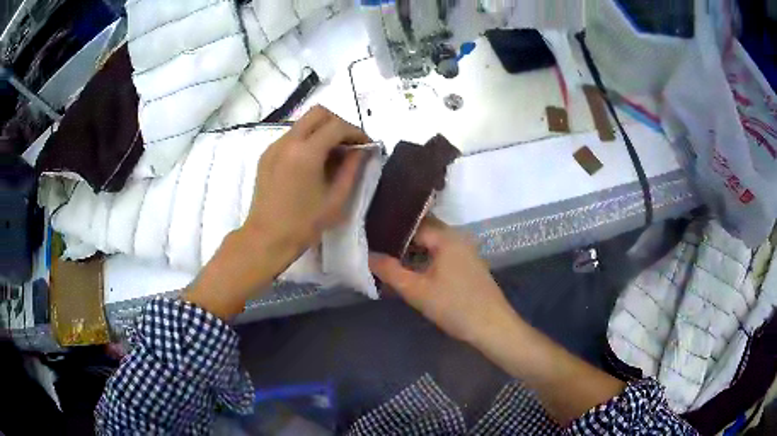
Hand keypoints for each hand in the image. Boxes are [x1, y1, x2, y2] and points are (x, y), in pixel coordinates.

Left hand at [185, 106, 368, 318]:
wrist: (265, 239)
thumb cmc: (303, 225)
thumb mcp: (336, 200)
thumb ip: (352, 170)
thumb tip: (362, 151)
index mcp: (306, 152)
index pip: (337, 126)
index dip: (356, 132)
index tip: (367, 146)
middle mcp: (288, 141)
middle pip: (318, 113)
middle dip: (339, 123)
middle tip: (350, 144)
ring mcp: (274, 146)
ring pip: (303, 122)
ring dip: (322, 130)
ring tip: (333, 154)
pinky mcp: (266, 155)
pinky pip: (292, 136)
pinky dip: (308, 139)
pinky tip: (313, 162)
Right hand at [369, 219, 517, 344]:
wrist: (492, 326)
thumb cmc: (454, 306)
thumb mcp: (417, 290)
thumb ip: (390, 271)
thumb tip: (368, 255)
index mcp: (446, 236)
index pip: (412, 223)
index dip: (390, 230)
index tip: (371, 238)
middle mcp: (457, 237)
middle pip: (423, 231)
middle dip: (400, 241)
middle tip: (377, 250)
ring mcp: (465, 251)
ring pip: (432, 244)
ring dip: (413, 251)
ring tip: (389, 262)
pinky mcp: (468, 265)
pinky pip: (442, 254)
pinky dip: (425, 259)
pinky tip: (412, 272)